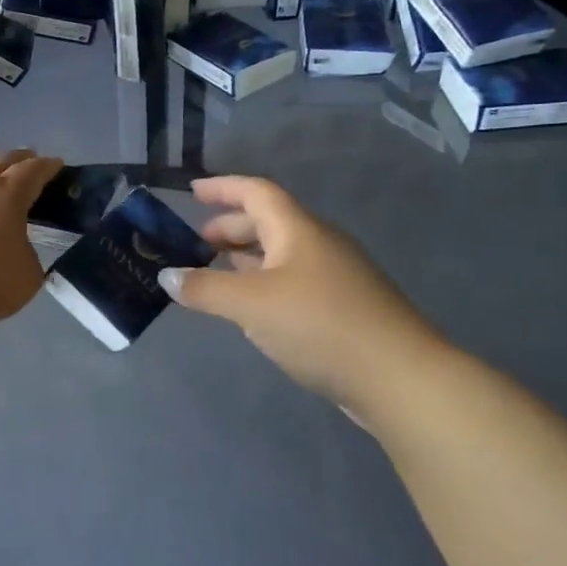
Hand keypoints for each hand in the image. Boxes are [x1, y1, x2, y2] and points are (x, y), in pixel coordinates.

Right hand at [158, 176, 449, 416]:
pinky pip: (293, 281)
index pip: (256, 192)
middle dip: (230, 227)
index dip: (223, 187)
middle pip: (268, 222)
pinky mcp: (343, 307)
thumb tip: (166, 275)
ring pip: (281, 254)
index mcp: (298, 230)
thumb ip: (205, 288)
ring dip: (246, 258)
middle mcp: (318, 244)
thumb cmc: (320, 325)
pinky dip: (265, 283)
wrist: (400, 378)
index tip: (191, 191)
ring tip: (216, 272)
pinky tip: (253, 308)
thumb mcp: (251, 304)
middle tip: (197, 244)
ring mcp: (335, 276)